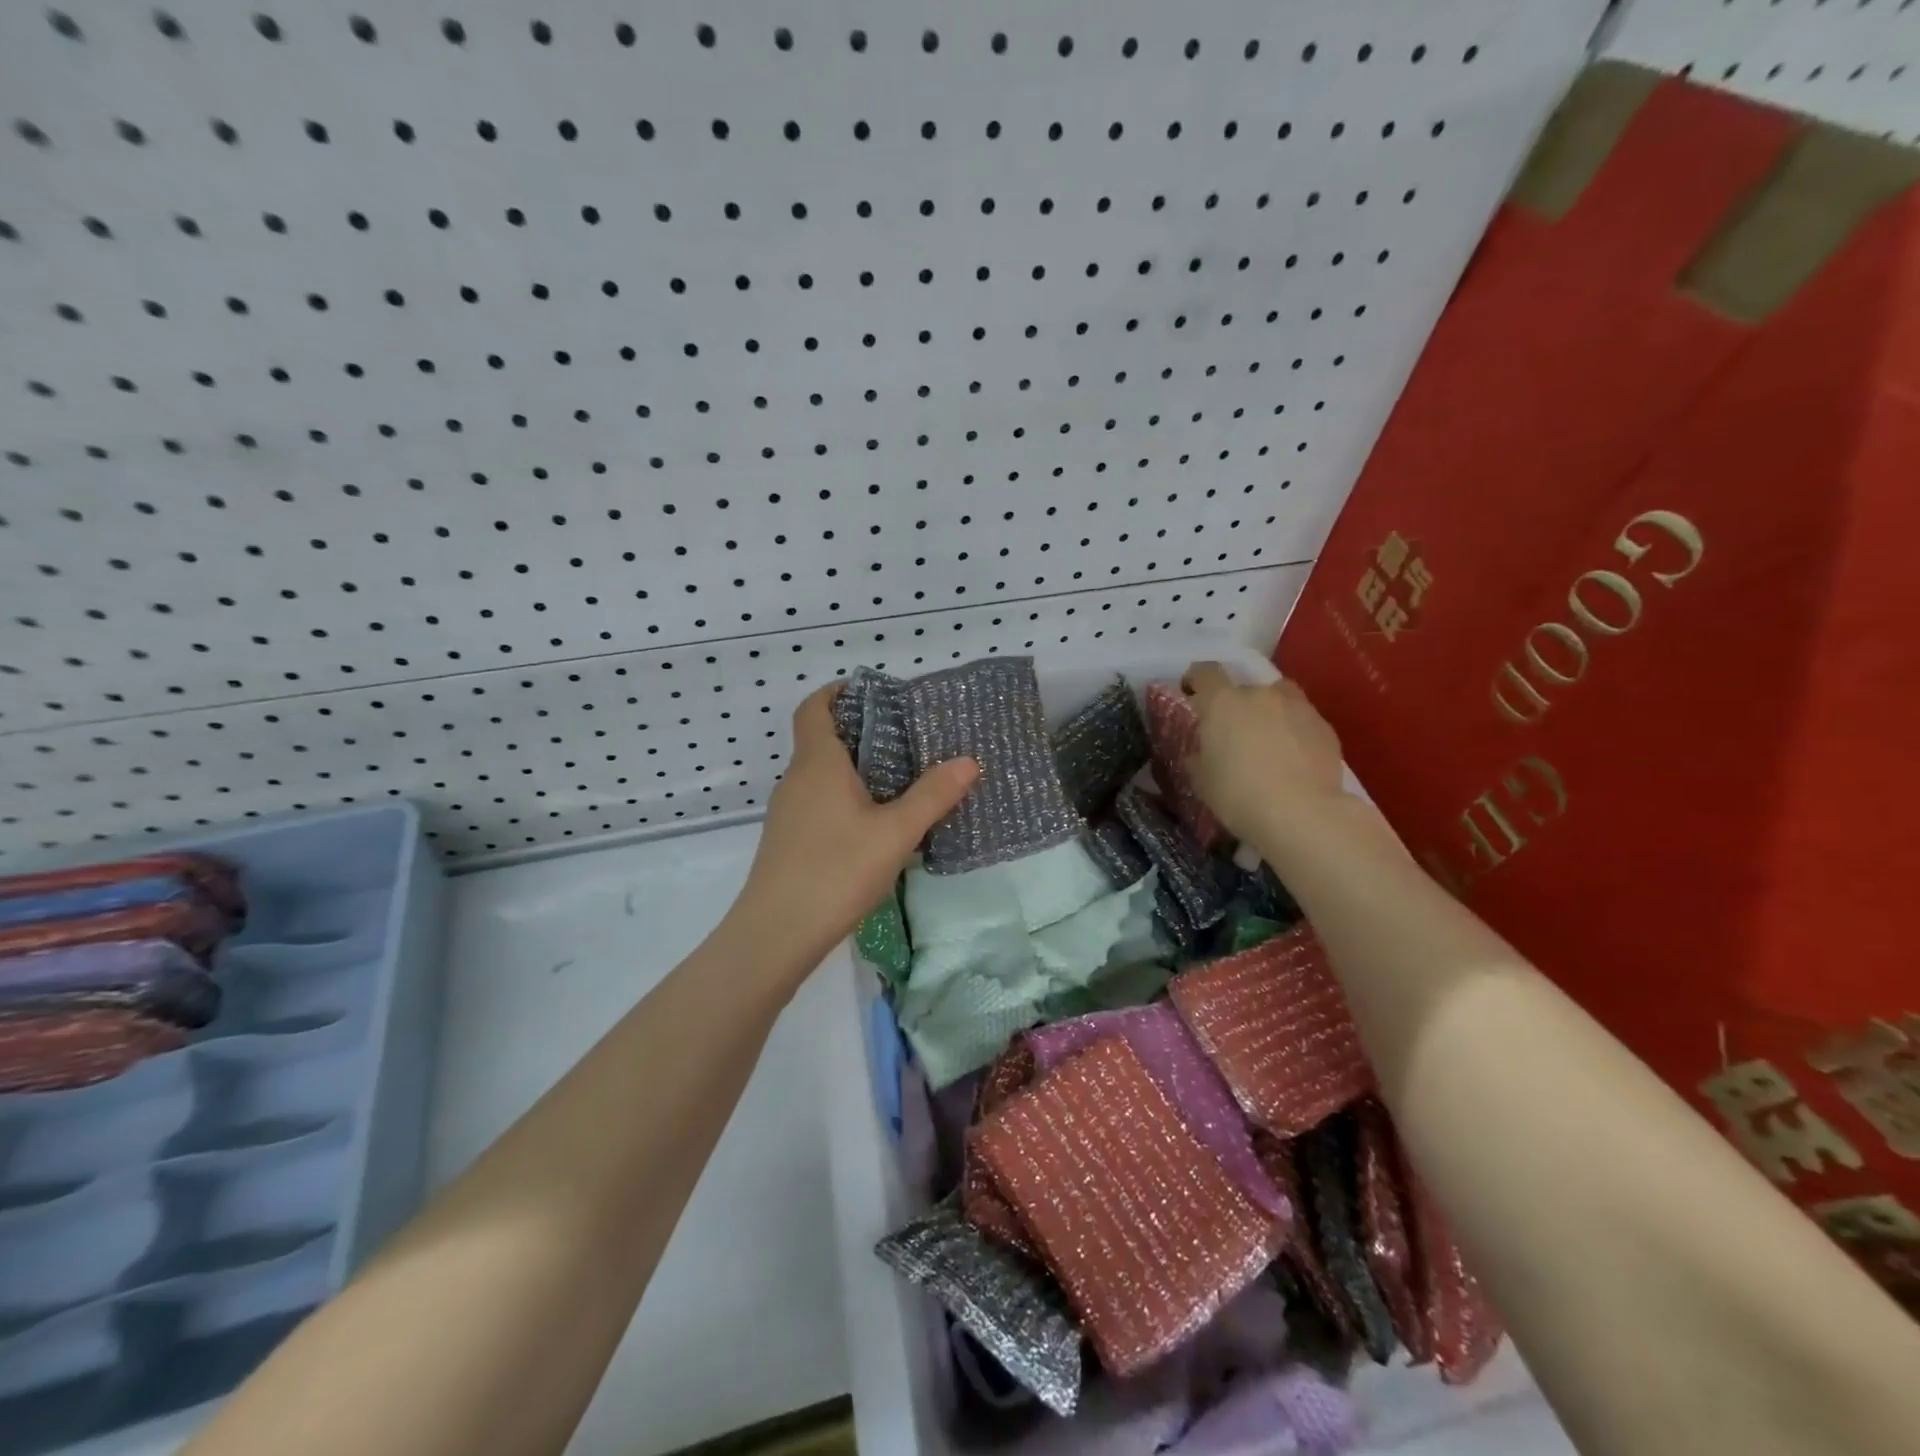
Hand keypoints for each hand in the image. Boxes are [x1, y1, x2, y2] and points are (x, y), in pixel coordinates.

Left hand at [729, 683, 978, 978]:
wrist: (776, 933)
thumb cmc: (836, 870)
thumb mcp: (895, 833)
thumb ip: (932, 795)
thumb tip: (968, 760)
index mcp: (818, 763)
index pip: (814, 707)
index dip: (837, 692)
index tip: (871, 693)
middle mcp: (796, 780)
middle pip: (822, 740)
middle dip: (860, 733)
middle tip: (906, 739)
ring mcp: (788, 812)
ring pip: (821, 775)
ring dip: (854, 769)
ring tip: (899, 781)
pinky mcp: (788, 841)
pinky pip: (818, 803)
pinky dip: (845, 799)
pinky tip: (874, 827)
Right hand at [1180, 662, 1347, 847]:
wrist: (1303, 815)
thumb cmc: (1238, 795)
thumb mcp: (1201, 779)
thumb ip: (1198, 755)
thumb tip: (1202, 750)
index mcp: (1223, 702)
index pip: (1205, 672)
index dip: (1196, 679)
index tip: (1191, 693)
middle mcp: (1261, 694)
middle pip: (1245, 687)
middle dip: (1237, 705)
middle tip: (1233, 732)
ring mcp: (1298, 707)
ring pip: (1278, 699)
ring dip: (1269, 713)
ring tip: (1267, 742)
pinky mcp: (1325, 727)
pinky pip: (1301, 721)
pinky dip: (1294, 732)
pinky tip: (1293, 759)